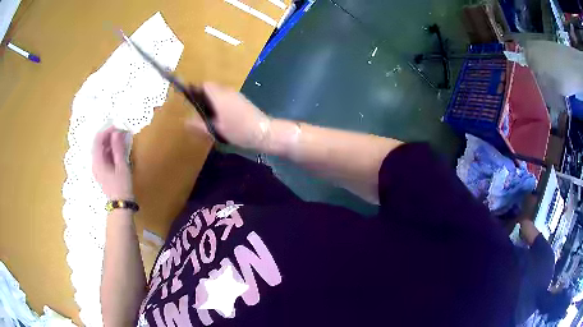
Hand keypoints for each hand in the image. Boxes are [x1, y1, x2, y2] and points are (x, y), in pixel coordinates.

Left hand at [92, 126, 133, 199]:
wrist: (120, 205)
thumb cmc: (122, 186)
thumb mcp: (121, 166)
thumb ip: (118, 148)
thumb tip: (117, 132)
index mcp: (97, 161)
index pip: (98, 140)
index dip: (107, 131)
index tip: (117, 126)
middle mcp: (94, 164)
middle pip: (97, 144)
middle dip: (108, 136)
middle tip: (120, 132)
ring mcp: (97, 169)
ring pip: (100, 150)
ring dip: (108, 143)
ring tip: (120, 140)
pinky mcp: (101, 172)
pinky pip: (102, 157)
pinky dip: (108, 151)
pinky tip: (116, 151)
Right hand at [185, 82, 270, 149]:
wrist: (264, 132)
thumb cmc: (238, 130)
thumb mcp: (216, 130)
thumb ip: (200, 125)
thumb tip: (185, 121)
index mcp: (219, 96)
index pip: (205, 85)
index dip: (197, 91)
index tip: (192, 102)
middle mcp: (228, 91)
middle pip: (212, 88)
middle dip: (205, 98)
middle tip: (201, 113)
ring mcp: (237, 95)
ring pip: (220, 93)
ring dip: (214, 102)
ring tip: (212, 118)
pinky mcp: (243, 100)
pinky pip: (228, 98)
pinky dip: (222, 104)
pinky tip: (224, 119)